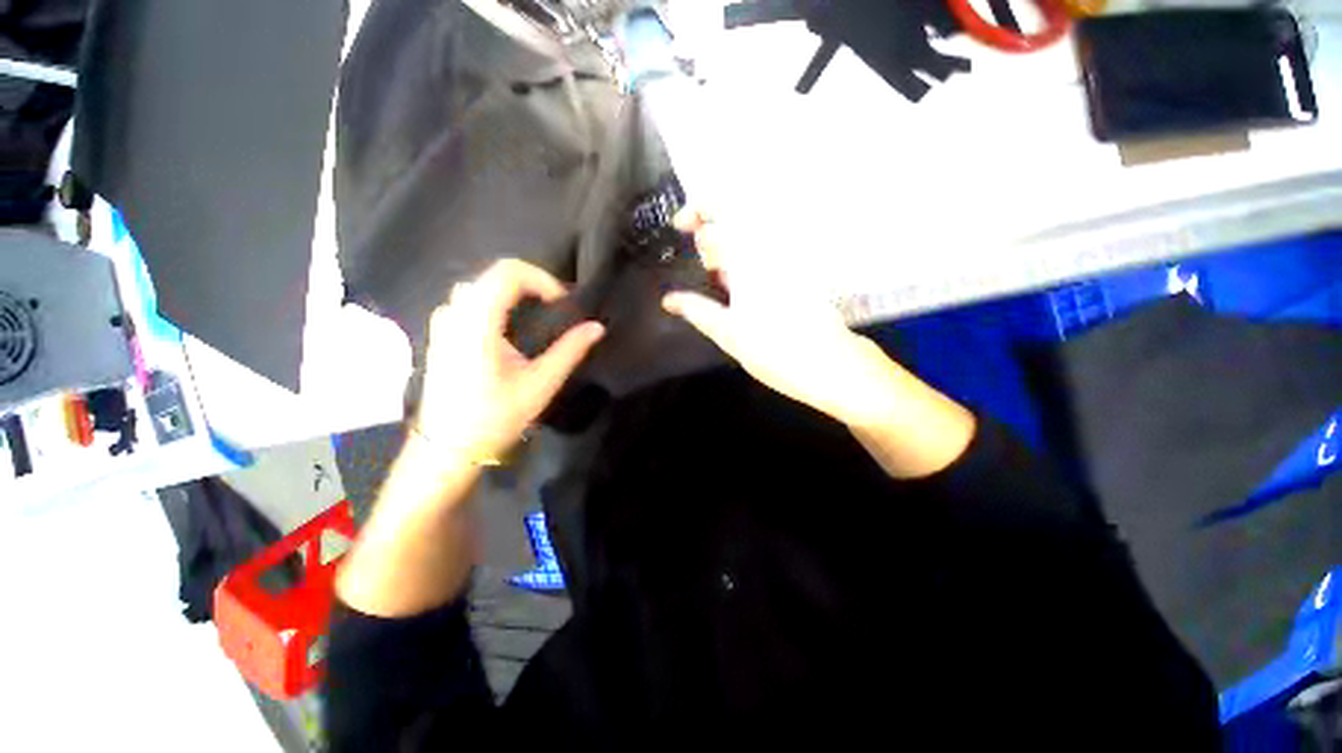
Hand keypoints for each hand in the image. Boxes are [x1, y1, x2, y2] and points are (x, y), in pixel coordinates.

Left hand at [416, 259, 604, 462]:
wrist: (447, 446)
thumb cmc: (494, 417)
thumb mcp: (539, 384)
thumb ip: (569, 351)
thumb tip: (596, 327)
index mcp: (477, 323)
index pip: (508, 272)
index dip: (542, 279)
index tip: (562, 304)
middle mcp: (455, 313)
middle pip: (496, 274)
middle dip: (533, 283)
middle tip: (557, 308)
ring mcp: (444, 321)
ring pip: (483, 284)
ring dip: (515, 291)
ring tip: (539, 315)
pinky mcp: (442, 331)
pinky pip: (472, 299)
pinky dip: (498, 301)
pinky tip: (512, 327)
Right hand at [661, 210, 898, 426]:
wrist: (828, 365)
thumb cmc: (774, 350)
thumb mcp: (727, 332)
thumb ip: (696, 310)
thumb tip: (668, 300)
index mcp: (751, 257)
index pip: (721, 211)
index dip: (696, 210)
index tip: (680, 226)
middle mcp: (772, 249)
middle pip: (736, 221)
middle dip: (712, 236)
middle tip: (702, 266)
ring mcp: (788, 260)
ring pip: (751, 238)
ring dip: (730, 250)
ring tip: (716, 277)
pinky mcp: (799, 273)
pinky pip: (766, 254)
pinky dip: (746, 261)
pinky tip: (739, 287)